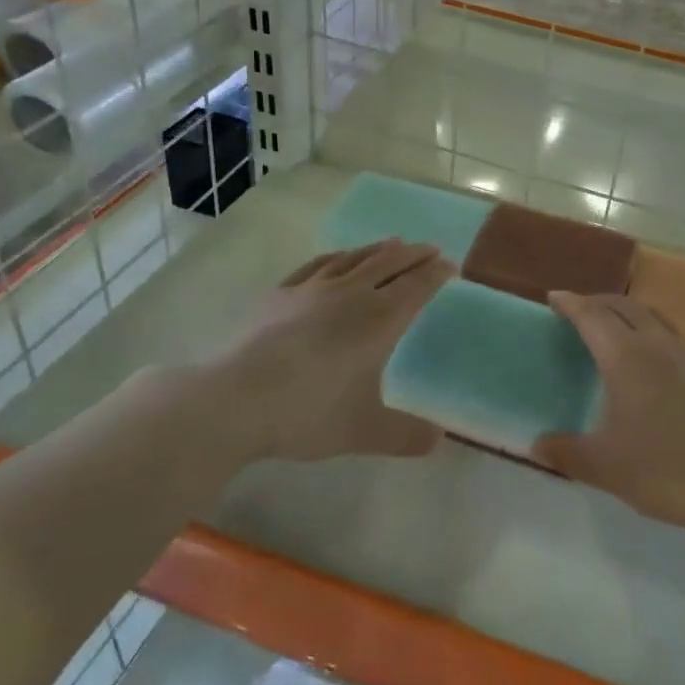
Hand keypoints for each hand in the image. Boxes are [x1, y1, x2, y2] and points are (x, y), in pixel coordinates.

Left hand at [214, 240, 452, 463]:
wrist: (234, 399)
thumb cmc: (308, 412)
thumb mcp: (364, 431)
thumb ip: (405, 435)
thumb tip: (439, 440)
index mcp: (379, 320)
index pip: (417, 286)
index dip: (436, 274)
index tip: (450, 266)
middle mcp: (351, 294)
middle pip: (389, 263)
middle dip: (414, 254)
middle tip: (430, 249)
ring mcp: (312, 289)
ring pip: (355, 258)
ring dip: (379, 249)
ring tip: (393, 244)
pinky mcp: (281, 293)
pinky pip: (319, 264)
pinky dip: (339, 256)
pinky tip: (339, 258)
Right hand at [536, 293, 684, 538]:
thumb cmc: (667, 471)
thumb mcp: (606, 467)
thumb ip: (566, 452)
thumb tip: (536, 445)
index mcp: (627, 358)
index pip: (593, 316)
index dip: (571, 304)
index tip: (554, 297)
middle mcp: (659, 346)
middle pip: (625, 306)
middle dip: (598, 302)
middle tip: (578, 310)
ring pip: (653, 318)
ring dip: (628, 314)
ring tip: (613, 329)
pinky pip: (673, 339)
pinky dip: (652, 335)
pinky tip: (652, 365)